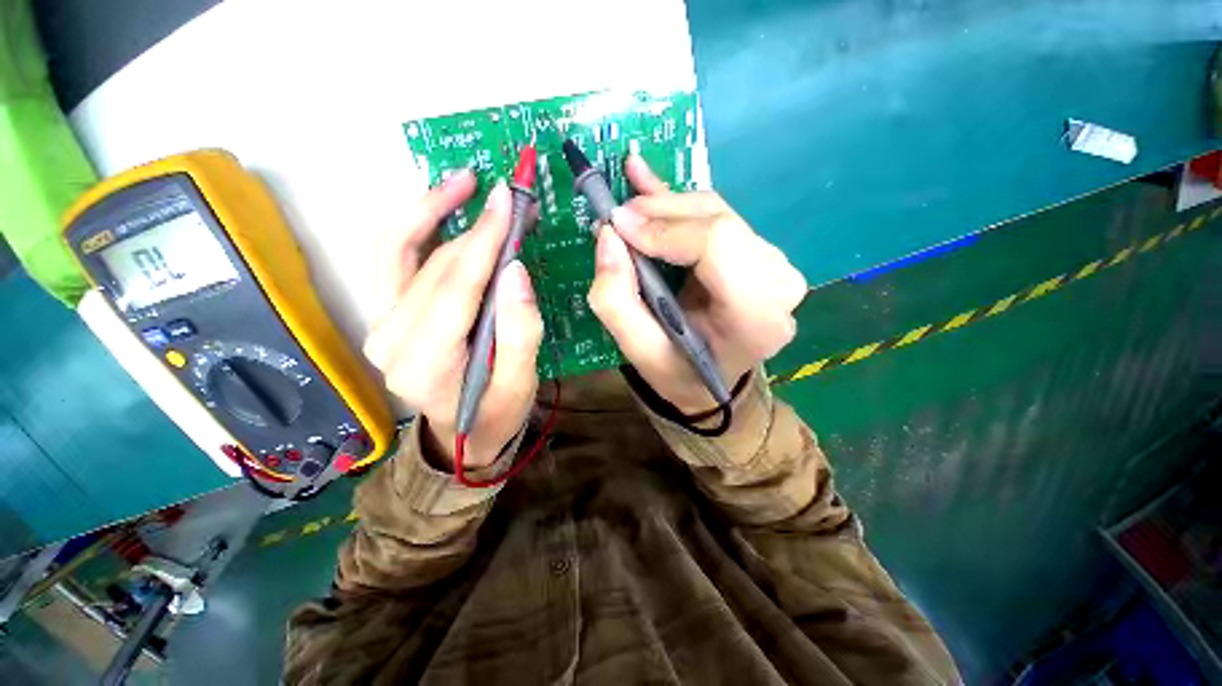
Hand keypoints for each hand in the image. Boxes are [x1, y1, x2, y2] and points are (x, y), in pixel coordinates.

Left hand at [364, 171, 543, 468]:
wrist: (461, 435)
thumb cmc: (496, 413)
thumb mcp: (521, 383)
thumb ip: (520, 332)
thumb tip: (514, 270)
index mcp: (426, 362)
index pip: (456, 285)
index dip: (483, 239)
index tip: (507, 199)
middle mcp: (390, 338)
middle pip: (434, 265)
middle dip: (473, 224)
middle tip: (507, 196)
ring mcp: (380, 323)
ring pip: (397, 248)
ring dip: (429, 208)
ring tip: (462, 181)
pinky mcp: (385, 314)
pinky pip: (393, 258)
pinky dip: (415, 226)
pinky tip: (439, 206)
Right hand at [588, 155, 806, 412]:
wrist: (711, 380)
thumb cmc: (679, 372)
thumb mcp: (640, 352)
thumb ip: (616, 300)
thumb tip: (609, 236)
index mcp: (757, 318)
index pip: (717, 245)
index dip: (664, 228)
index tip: (618, 226)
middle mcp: (778, 286)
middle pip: (718, 222)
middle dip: (660, 213)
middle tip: (617, 217)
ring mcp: (774, 265)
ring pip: (716, 213)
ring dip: (666, 205)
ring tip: (628, 207)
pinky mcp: (759, 254)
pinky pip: (718, 216)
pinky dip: (681, 201)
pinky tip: (650, 180)